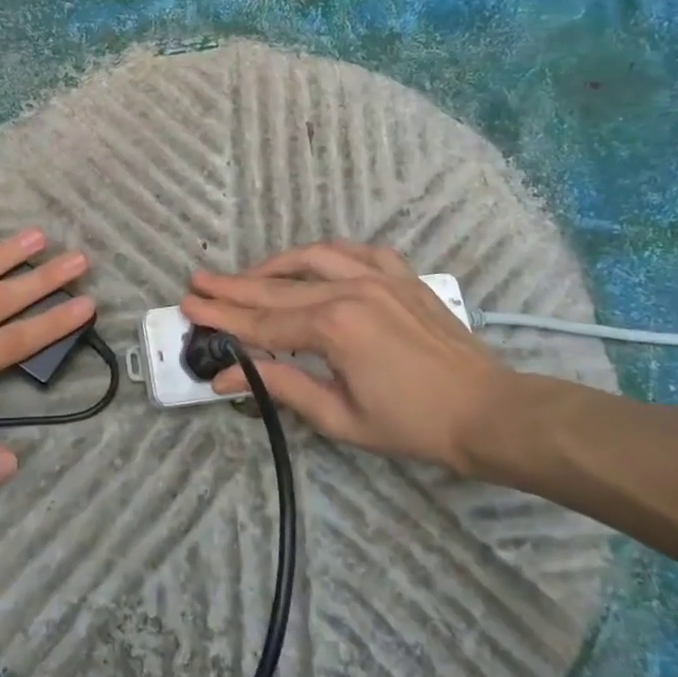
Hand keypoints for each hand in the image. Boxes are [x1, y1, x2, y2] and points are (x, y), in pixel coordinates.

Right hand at [182, 241, 507, 474]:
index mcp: (334, 327)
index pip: (262, 320)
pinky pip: (354, 251)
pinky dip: (324, 254)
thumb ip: (281, 387)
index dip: (222, 315)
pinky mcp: (401, 275)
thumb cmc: (412, 424)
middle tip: (198, 281)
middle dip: (233, 286)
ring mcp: (378, 276)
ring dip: (273, 265)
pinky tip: (310, 262)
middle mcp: (350, 290)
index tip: (189, 304)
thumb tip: (226, 377)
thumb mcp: (339, 417)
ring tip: (246, 274)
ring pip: (311, 259)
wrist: (488, 411)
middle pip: (277, 286)